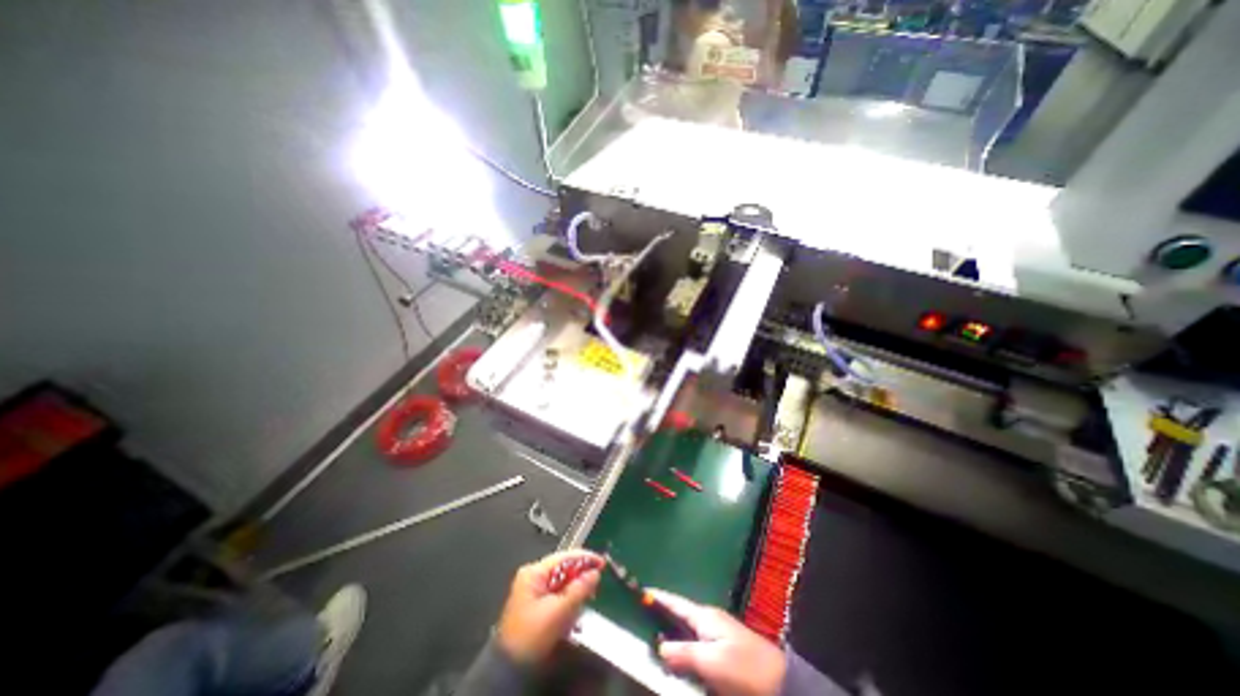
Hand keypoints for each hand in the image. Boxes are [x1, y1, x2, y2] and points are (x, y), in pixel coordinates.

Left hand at [497, 551, 606, 665]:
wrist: (510, 670)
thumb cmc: (532, 637)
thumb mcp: (559, 611)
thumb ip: (579, 589)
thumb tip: (595, 573)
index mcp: (534, 572)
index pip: (564, 557)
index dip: (585, 558)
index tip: (602, 563)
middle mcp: (533, 577)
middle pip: (564, 569)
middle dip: (580, 577)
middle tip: (595, 585)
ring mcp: (533, 591)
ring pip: (562, 583)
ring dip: (575, 591)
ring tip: (586, 600)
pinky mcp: (535, 605)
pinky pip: (557, 595)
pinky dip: (568, 601)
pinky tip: (574, 612)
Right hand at [649, 590, 783, 693]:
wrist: (782, 684)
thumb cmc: (744, 669)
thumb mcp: (713, 662)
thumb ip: (685, 652)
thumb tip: (660, 645)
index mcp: (705, 617)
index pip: (675, 602)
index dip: (657, 598)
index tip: (639, 592)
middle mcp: (709, 622)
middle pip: (679, 617)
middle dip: (661, 619)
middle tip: (640, 624)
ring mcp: (717, 636)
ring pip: (687, 634)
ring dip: (672, 638)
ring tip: (653, 644)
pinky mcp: (723, 653)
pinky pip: (696, 648)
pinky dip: (684, 651)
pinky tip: (678, 663)